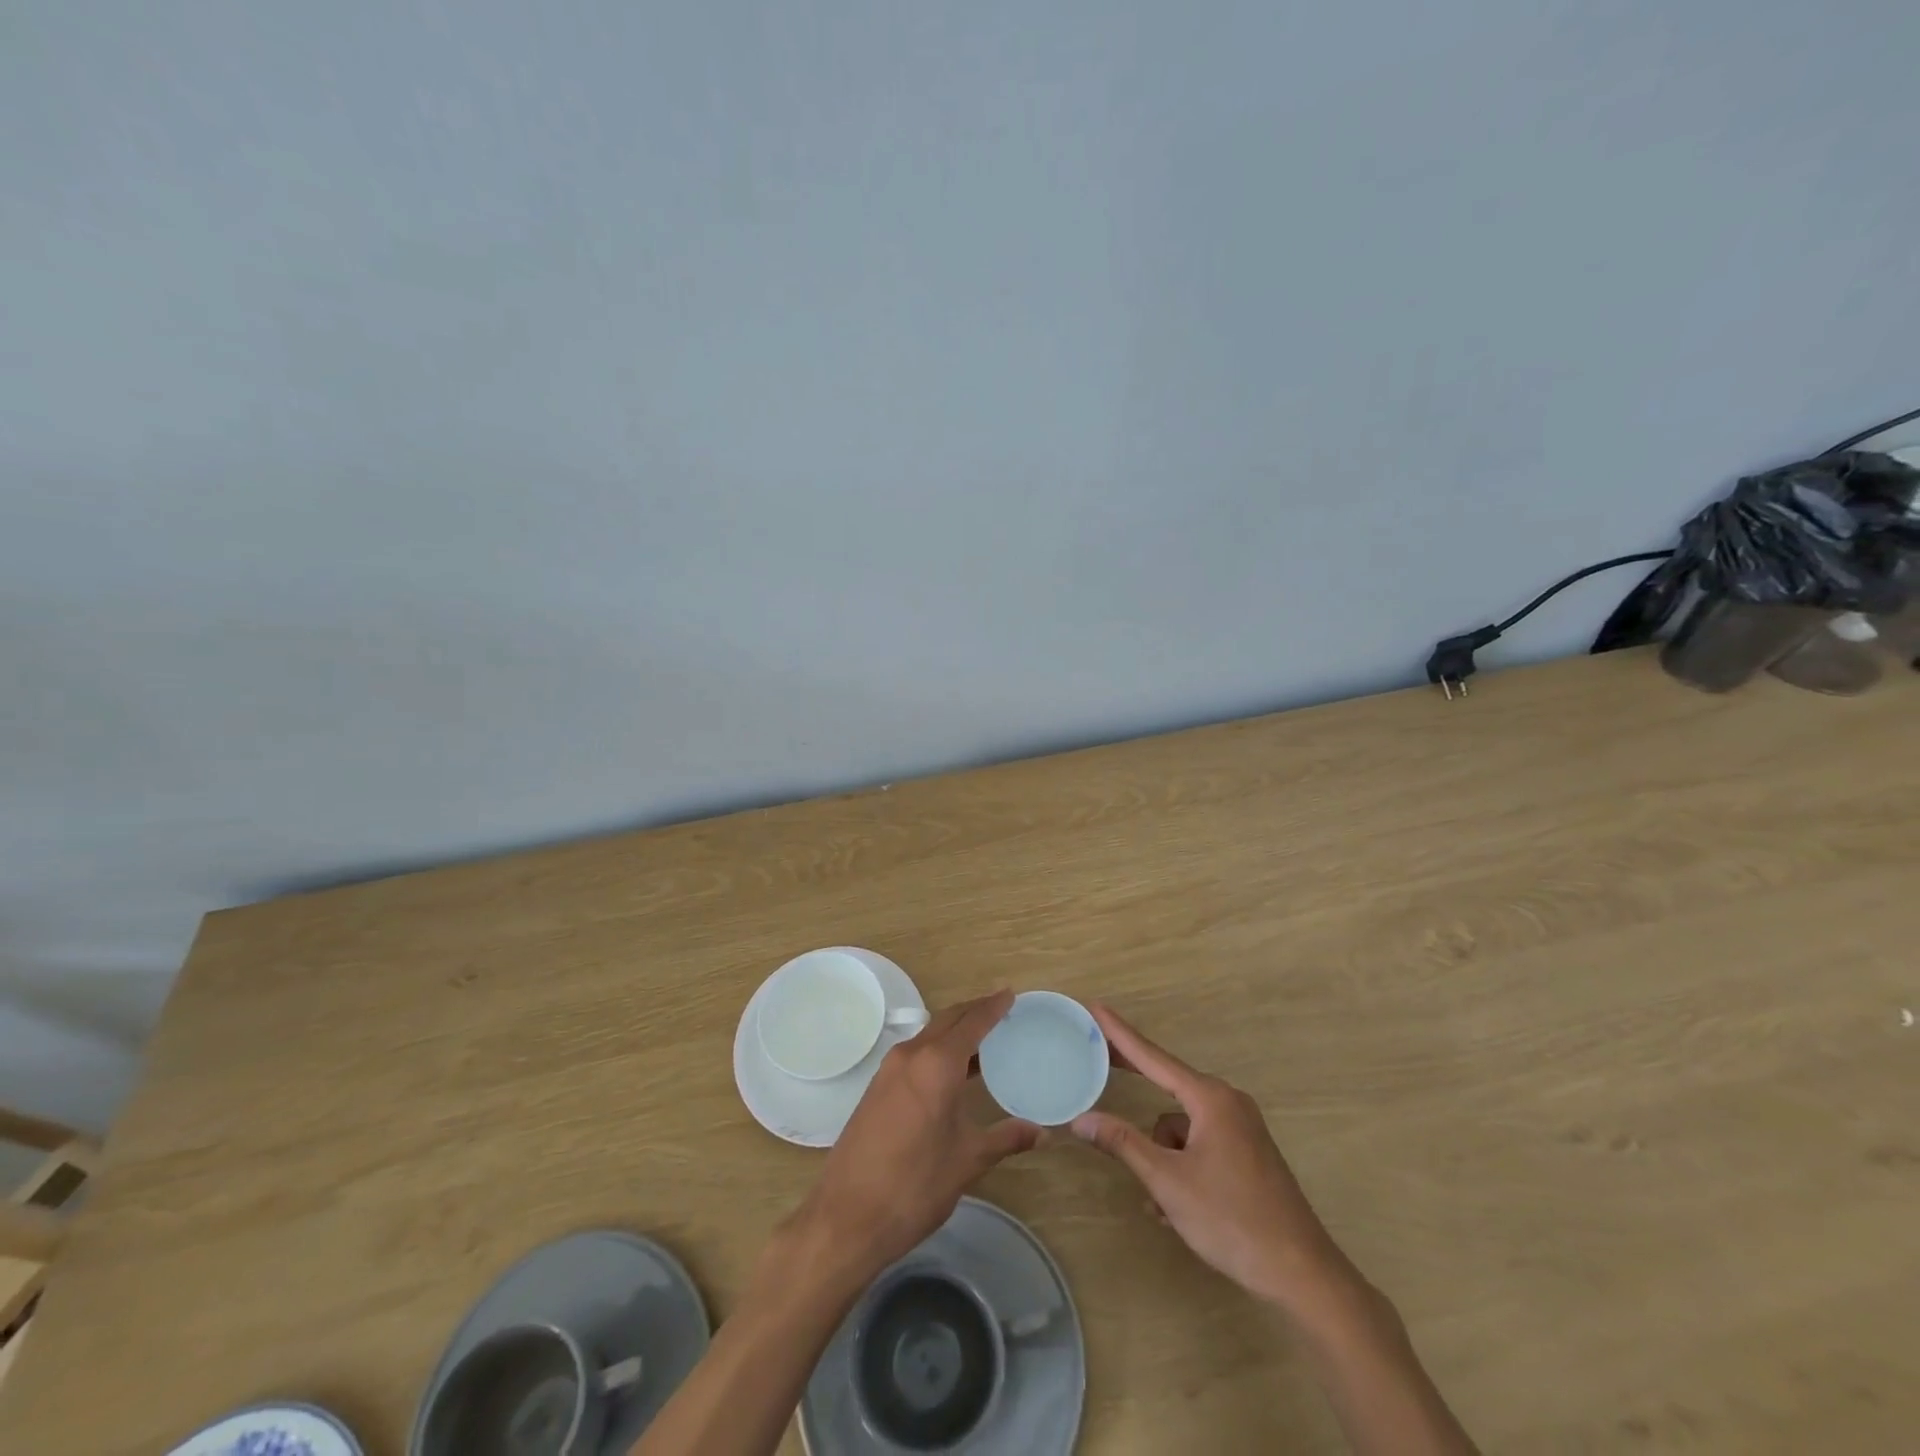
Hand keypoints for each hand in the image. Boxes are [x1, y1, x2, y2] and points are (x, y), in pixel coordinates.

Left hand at [782, 990, 1041, 1290]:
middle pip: (948, 1020)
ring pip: (929, 1036)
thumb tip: (1041, 1132)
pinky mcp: (877, 1087)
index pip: (971, 1021)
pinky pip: (915, 1054)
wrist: (847, 1217)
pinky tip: (953, 1073)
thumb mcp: (968, 1160)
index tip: (1011, 994)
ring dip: (955, 1032)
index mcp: (936, 1064)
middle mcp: (911, 1055)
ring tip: (984, 1043)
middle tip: (1003, 1012)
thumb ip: (1006, 1138)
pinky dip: (938, 1051)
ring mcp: (889, 1070)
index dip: (993, 1006)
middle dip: (975, 1013)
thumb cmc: (915, 1185)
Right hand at [1070, 1002, 1350, 1310]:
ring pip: (1180, 1127)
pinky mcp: (1246, 1153)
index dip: (1120, 1033)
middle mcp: (1227, 1102)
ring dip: (1162, 1156)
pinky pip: (1199, 1145)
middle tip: (1097, 1061)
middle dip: (1134, 1082)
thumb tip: (1081, 1119)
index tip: (1096, 1007)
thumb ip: (1123, 1143)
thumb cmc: (1231, 1219)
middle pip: (1167, 1084)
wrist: (1301, 1274)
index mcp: (1210, 1098)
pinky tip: (1176, 1209)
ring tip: (1160, 1201)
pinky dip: (1182, 1167)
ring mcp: (1240, 1128)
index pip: (1153, 1057)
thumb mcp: (1168, 1181)